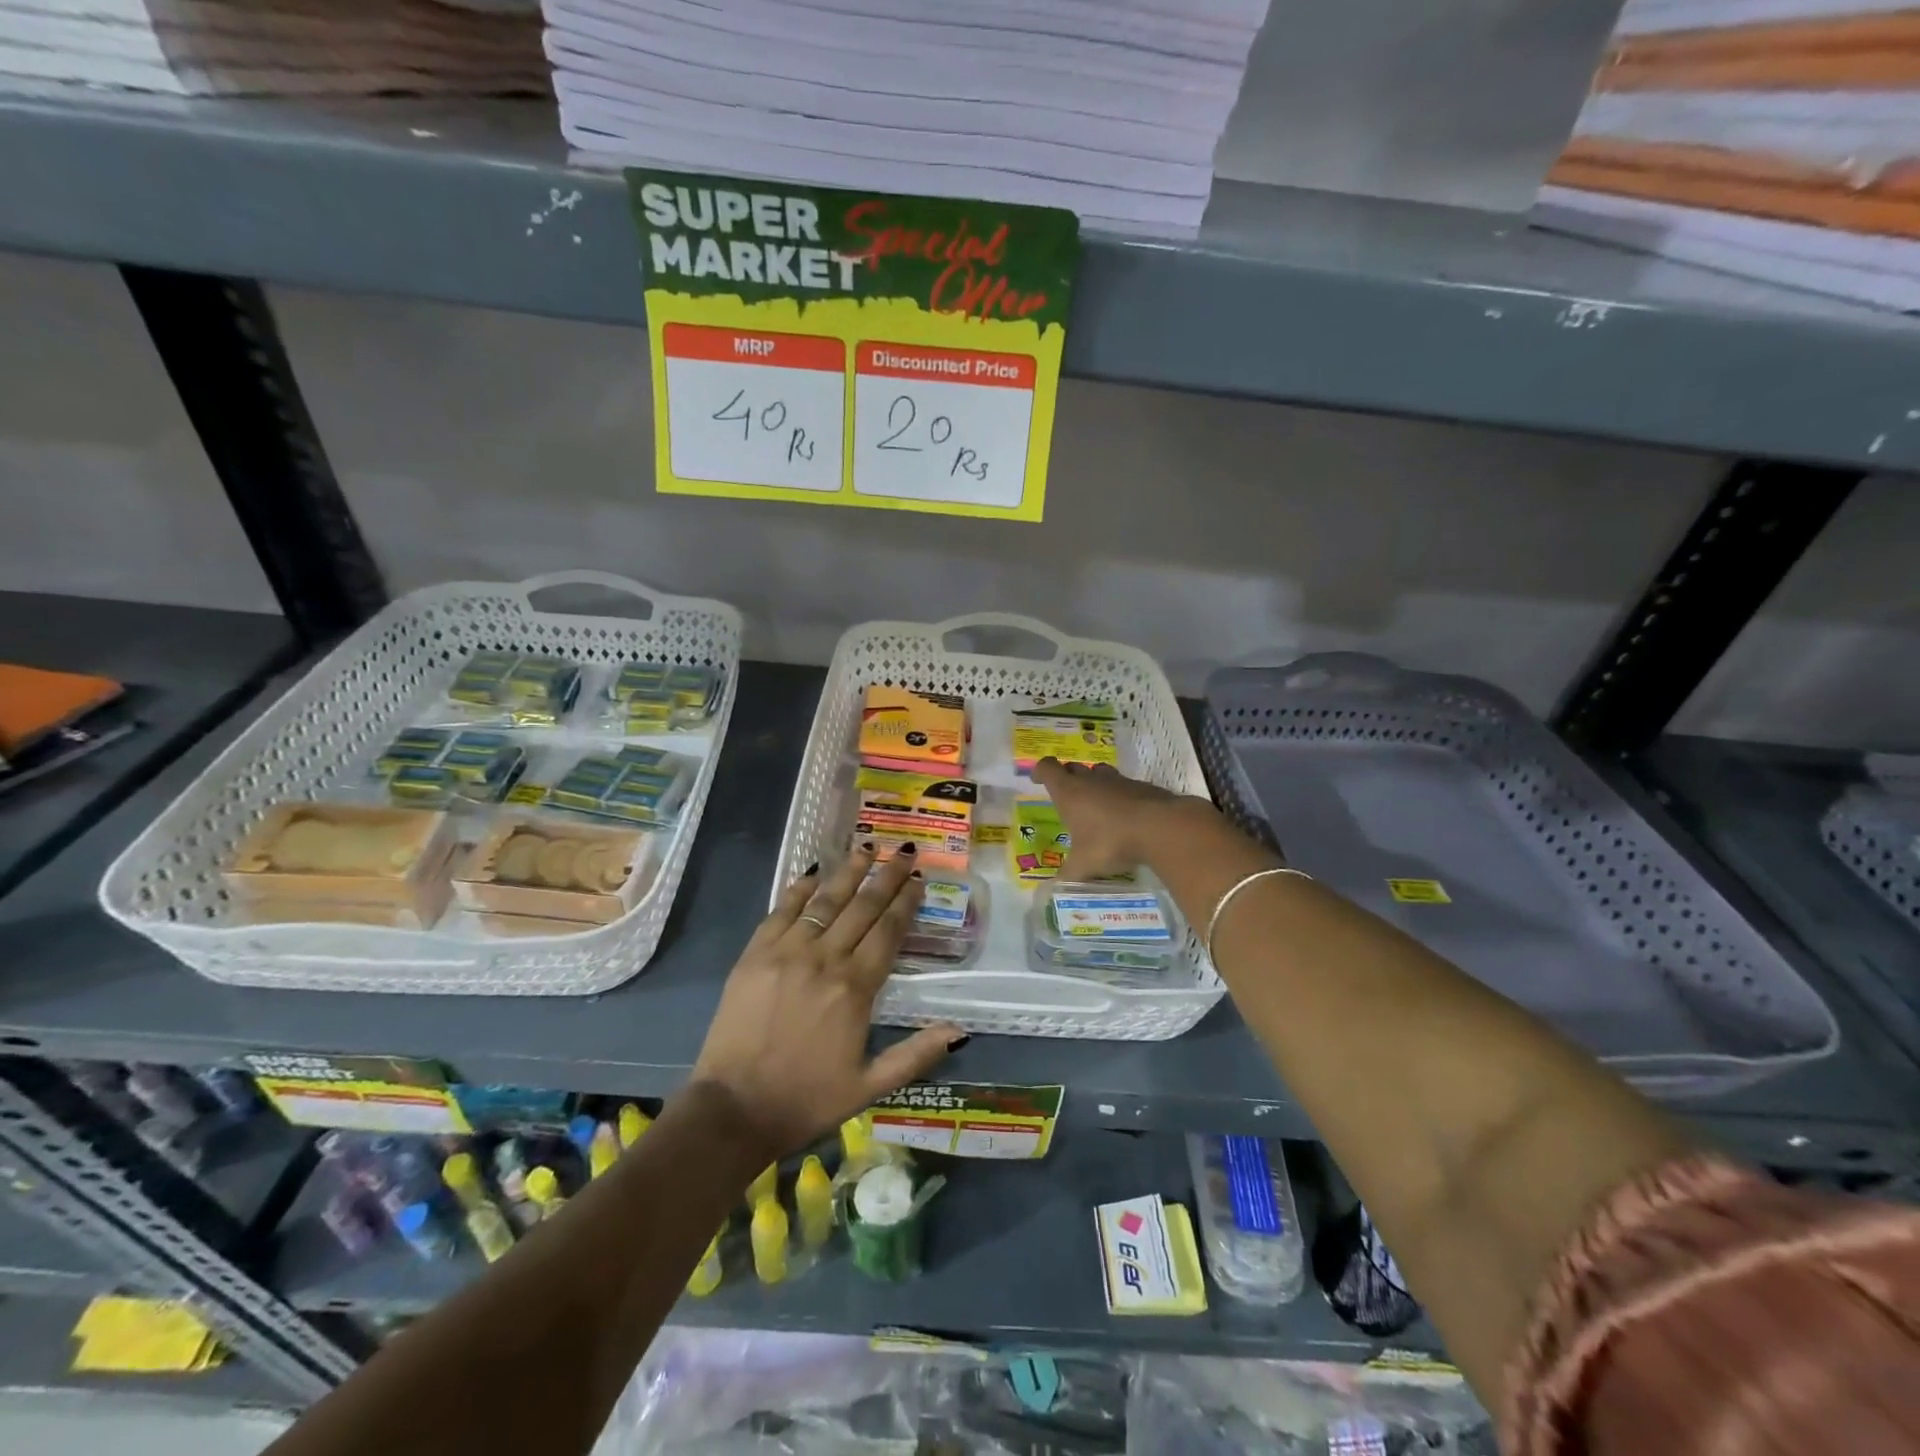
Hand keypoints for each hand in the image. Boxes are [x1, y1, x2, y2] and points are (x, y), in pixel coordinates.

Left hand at [690, 844, 965, 1160]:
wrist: (733, 1109)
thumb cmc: (806, 1099)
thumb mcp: (869, 1086)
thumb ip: (915, 1055)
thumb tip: (959, 1032)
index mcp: (855, 989)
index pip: (888, 932)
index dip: (905, 902)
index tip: (918, 878)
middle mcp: (824, 959)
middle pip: (862, 908)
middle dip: (886, 877)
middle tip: (903, 851)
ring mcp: (786, 952)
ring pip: (825, 901)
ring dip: (849, 872)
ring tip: (867, 847)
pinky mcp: (755, 954)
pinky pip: (782, 911)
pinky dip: (799, 889)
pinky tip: (814, 872)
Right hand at [1030, 758, 1217, 879]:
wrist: (1160, 827)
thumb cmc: (1111, 841)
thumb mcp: (1084, 865)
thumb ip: (1067, 875)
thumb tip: (1052, 890)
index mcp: (1069, 792)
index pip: (1048, 769)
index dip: (1040, 771)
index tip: (1037, 779)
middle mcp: (1091, 781)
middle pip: (1072, 767)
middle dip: (1066, 777)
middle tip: (1066, 795)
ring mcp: (1118, 781)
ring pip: (1099, 772)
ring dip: (1094, 783)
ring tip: (1095, 803)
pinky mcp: (1142, 786)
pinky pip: (1124, 785)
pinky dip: (1120, 795)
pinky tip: (1124, 814)